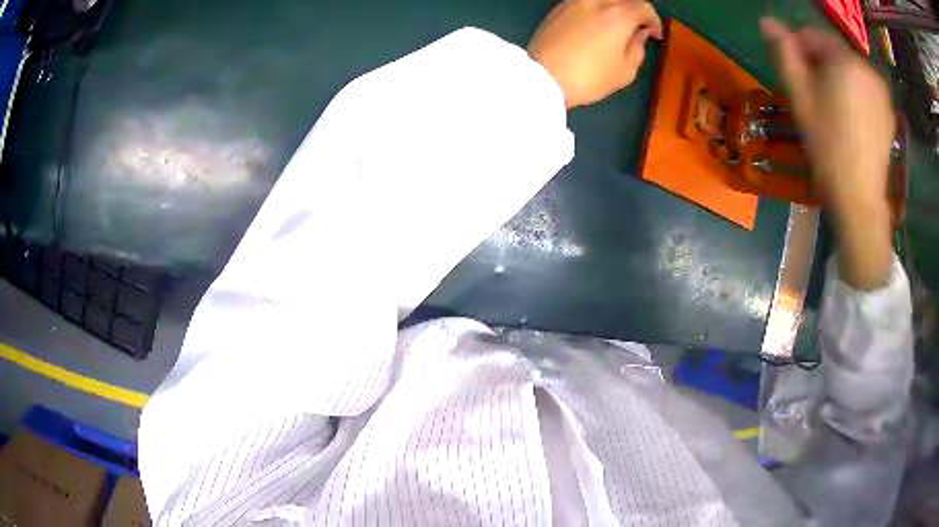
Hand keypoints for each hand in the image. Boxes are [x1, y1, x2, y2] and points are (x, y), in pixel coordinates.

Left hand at [528, 0, 662, 107]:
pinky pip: (583, 3)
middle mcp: (596, 0)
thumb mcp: (626, 71)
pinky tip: (594, 26)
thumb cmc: (590, 77)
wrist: (542, 77)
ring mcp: (574, 1)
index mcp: (619, 14)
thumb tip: (639, 34)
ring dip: (613, 9)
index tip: (654, 35)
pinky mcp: (557, 8)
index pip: (644, 7)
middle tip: (636, 30)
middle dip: (634, 12)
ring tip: (614, 27)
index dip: (654, 21)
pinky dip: (594, 10)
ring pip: (602, 0)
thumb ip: (638, 48)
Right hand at [762, 18, 893, 288]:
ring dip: (836, 78)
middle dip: (819, 64)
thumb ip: (785, 54)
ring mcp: (881, 90)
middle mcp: (866, 68)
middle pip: (834, 51)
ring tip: (830, 108)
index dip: (798, 49)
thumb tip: (767, 21)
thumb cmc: (827, 147)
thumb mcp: (800, 97)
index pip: (813, 35)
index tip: (793, 73)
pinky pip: (864, 87)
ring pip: (850, 69)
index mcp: (845, 60)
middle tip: (812, 93)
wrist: (860, 199)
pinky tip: (849, 118)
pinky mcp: (887, 110)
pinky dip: (853, 92)